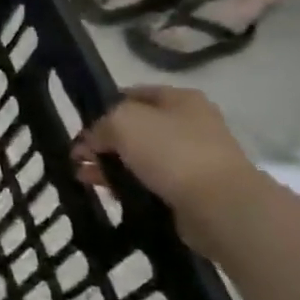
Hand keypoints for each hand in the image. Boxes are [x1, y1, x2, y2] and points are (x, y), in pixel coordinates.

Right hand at [72, 86, 265, 257]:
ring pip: (138, 157)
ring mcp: (193, 158)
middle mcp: (190, 125)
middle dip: (103, 142)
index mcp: (180, 99)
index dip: (103, 107)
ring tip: (83, 177)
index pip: (131, 94)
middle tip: (78, 156)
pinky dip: (126, 185)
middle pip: (133, 129)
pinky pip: (149, 182)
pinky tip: (106, 191)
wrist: (220, 206)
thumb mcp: (122, 122)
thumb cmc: (171, 151)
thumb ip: (99, 125)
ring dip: (109, 165)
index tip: (81, 125)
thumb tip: (91, 142)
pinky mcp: (191, 189)